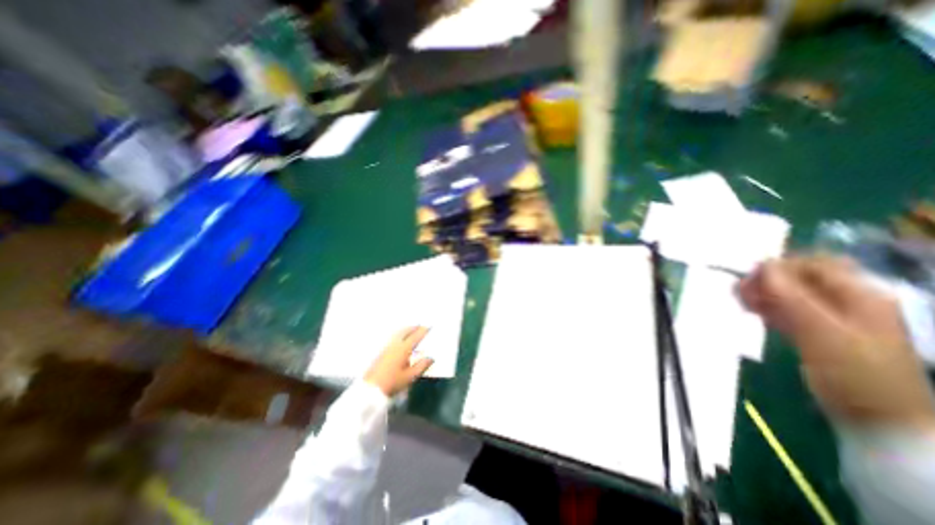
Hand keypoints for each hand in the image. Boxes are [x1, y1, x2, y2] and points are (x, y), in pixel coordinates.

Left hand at [365, 325, 437, 396]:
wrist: (370, 389)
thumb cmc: (392, 383)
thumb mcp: (410, 377)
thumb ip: (421, 366)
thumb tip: (431, 358)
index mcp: (404, 349)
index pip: (415, 336)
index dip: (423, 331)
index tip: (429, 326)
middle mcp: (395, 344)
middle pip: (405, 331)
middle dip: (414, 327)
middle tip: (420, 326)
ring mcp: (387, 346)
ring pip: (398, 333)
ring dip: (406, 329)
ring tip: (411, 329)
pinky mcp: (381, 350)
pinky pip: (393, 337)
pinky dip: (399, 334)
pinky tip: (400, 338)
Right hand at [738, 254, 934, 430]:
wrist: (876, 419)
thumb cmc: (853, 372)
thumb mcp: (819, 330)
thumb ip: (790, 295)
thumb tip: (762, 265)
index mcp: (859, 295)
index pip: (814, 263)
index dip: (779, 266)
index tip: (749, 278)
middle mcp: (846, 301)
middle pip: (799, 277)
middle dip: (767, 280)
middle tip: (740, 292)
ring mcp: (831, 317)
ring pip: (790, 293)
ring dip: (763, 293)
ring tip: (741, 302)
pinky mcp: (817, 332)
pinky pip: (788, 309)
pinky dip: (768, 307)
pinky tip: (752, 311)